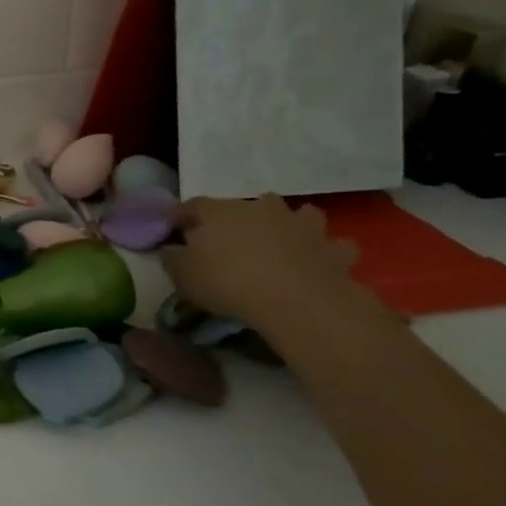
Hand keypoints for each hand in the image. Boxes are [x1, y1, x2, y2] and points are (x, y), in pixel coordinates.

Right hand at [162, 196, 365, 333]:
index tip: (172, 228)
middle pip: (248, 205)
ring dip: (292, 224)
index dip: (180, 216)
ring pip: (300, 214)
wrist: (297, 300)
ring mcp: (302, 225)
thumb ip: (173, 258)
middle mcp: (262, 209)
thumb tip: (171, 249)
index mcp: (220, 212)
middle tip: (232, 238)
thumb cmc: (228, 282)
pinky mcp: (333, 249)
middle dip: (241, 218)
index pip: (193, 206)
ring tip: (283, 241)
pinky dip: (326, 251)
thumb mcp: (182, 275)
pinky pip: (333, 245)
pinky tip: (319, 261)